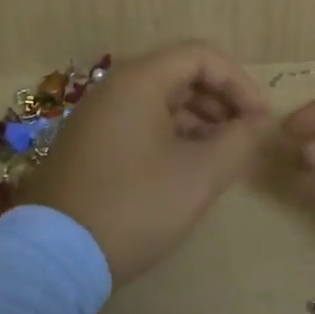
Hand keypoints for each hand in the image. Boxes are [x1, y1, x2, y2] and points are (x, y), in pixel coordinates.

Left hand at [20, 41, 270, 284]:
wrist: (54, 257)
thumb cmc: (135, 205)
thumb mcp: (199, 175)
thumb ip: (238, 141)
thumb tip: (257, 122)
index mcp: (139, 80)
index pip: (201, 56)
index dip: (239, 82)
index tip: (260, 119)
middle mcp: (114, 88)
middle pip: (180, 75)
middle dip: (220, 101)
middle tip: (246, 137)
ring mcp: (97, 117)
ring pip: (160, 101)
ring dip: (198, 121)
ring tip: (223, 156)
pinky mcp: (89, 145)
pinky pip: (140, 124)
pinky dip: (172, 136)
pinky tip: (188, 169)